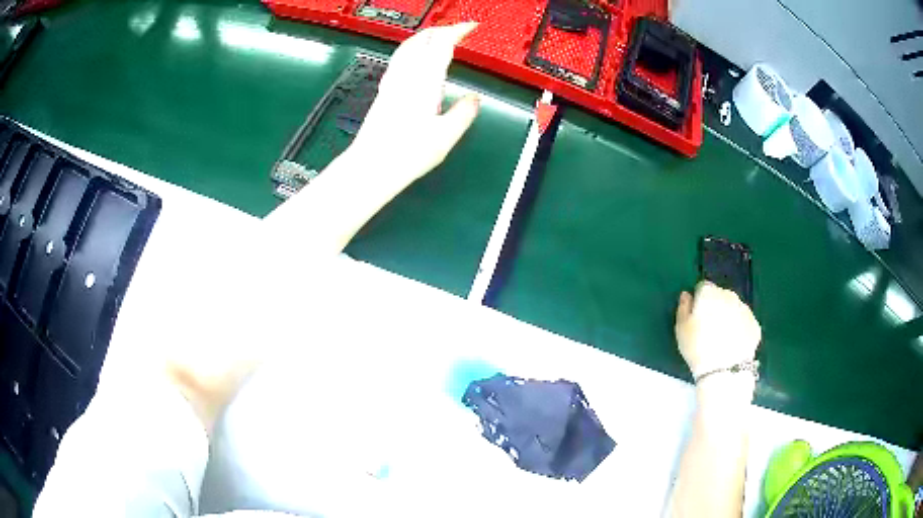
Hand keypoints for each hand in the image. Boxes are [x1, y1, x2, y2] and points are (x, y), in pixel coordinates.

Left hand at [347, 22, 480, 184]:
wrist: (372, 166)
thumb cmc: (407, 153)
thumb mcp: (446, 136)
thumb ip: (464, 113)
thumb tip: (474, 99)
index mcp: (424, 81)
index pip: (441, 44)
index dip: (457, 30)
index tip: (470, 26)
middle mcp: (405, 76)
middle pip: (421, 39)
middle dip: (441, 29)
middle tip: (457, 30)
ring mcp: (391, 82)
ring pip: (407, 47)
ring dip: (424, 36)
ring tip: (437, 37)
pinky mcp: (383, 92)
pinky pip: (398, 59)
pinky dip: (411, 50)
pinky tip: (414, 59)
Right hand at [675, 281, 760, 380]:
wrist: (724, 370)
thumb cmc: (697, 348)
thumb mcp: (681, 329)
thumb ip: (683, 307)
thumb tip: (687, 295)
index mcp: (710, 293)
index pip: (703, 287)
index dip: (699, 301)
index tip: (696, 316)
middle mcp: (729, 295)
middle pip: (720, 296)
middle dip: (715, 307)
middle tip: (708, 329)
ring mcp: (744, 309)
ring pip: (733, 308)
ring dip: (728, 317)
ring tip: (721, 339)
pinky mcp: (754, 324)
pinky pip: (744, 322)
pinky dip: (739, 329)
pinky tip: (733, 344)